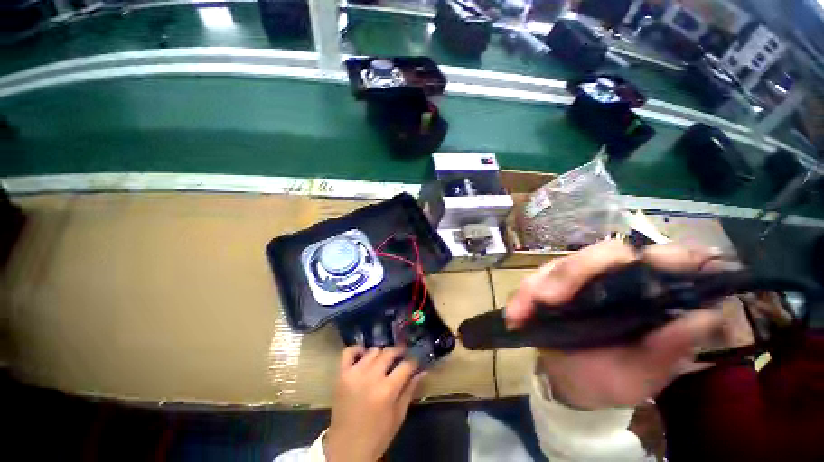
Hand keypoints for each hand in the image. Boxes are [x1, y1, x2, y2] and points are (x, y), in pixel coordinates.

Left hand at [324, 346, 422, 461]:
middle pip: (389, 352)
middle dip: (399, 352)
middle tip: (402, 356)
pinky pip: (348, 352)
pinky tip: (364, 355)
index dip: (413, 361)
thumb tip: (422, 371)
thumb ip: (410, 390)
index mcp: (387, 390)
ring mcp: (354, 374)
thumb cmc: (377, 435)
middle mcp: (371, 377)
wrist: (347, 449)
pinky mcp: (341, 375)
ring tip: (384, 361)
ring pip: (372, 350)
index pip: (405, 365)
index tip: (416, 361)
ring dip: (381, 353)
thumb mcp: (398, 416)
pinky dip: (357, 350)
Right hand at [506, 240, 725, 409]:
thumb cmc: (611, 379)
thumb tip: (703, 317)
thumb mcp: (644, 375)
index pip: (660, 260)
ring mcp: (576, 280)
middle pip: (598, 255)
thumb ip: (669, 351)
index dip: (663, 255)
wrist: (571, 382)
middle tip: (548, 300)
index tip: (657, 264)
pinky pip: (533, 282)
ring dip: (538, 286)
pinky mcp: (549, 285)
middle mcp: (611, 279)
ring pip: (559, 266)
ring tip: (521, 312)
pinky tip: (514, 314)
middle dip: (572, 274)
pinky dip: (522, 296)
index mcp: (646, 295)